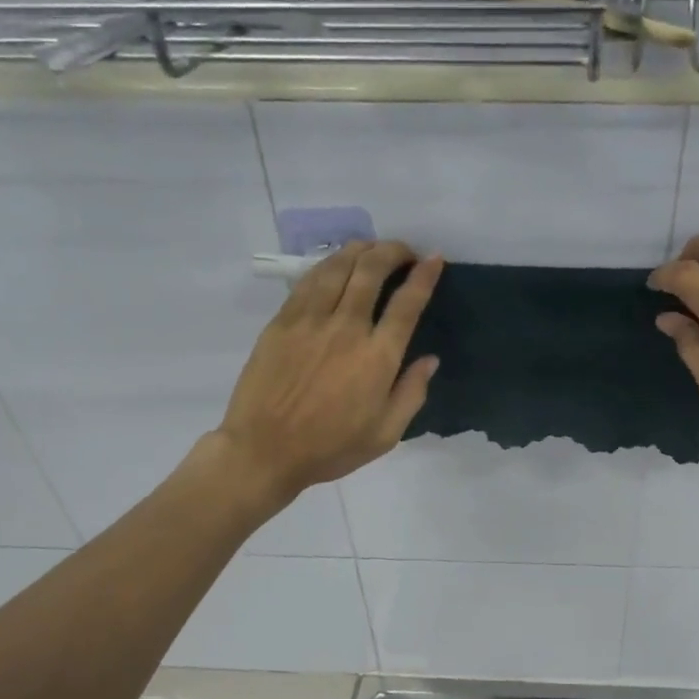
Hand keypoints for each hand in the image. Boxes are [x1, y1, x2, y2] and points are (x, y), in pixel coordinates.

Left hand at [210, 241, 441, 507]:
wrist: (264, 451)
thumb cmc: (330, 448)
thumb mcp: (385, 435)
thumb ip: (411, 393)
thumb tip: (429, 360)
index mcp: (377, 358)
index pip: (407, 304)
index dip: (424, 276)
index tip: (434, 259)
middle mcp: (347, 329)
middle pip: (372, 271)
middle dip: (393, 252)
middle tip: (404, 251)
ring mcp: (310, 321)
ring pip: (339, 268)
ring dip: (360, 250)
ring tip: (372, 248)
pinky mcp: (282, 322)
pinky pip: (309, 281)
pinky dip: (328, 265)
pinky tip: (336, 264)